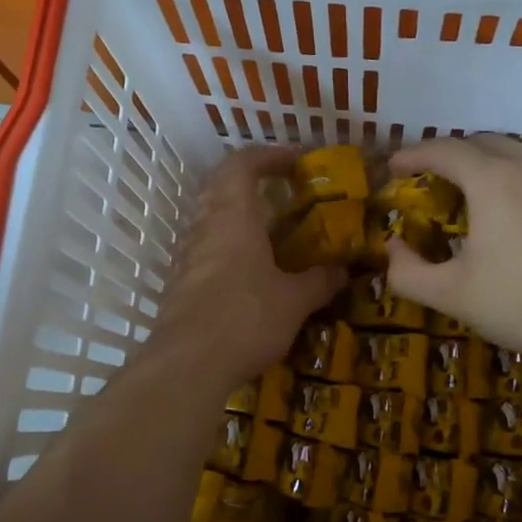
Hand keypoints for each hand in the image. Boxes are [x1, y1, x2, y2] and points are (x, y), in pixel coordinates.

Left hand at [155, 147, 346, 388]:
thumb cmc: (246, 318)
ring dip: (236, 216)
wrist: (187, 365)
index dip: (268, 156)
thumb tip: (342, 271)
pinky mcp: (179, 284)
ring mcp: (187, 256)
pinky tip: (248, 273)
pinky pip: (204, 250)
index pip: (242, 164)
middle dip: (250, 182)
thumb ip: (319, 281)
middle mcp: (205, 227)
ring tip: (269, 233)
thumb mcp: (294, 301)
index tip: (295, 162)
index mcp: (233, 216)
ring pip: (209, 218)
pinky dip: (226, 247)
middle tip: (280, 193)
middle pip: (220, 186)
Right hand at [382, 136, 521, 369]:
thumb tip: (391, 248)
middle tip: (436, 179)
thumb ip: (406, 271)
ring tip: (483, 187)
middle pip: (483, 142)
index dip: (413, 154)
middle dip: (452, 155)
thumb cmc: (521, 306)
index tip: (395, 167)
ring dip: (494, 160)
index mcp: (492, 180)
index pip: (443, 150)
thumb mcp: (450, 295)